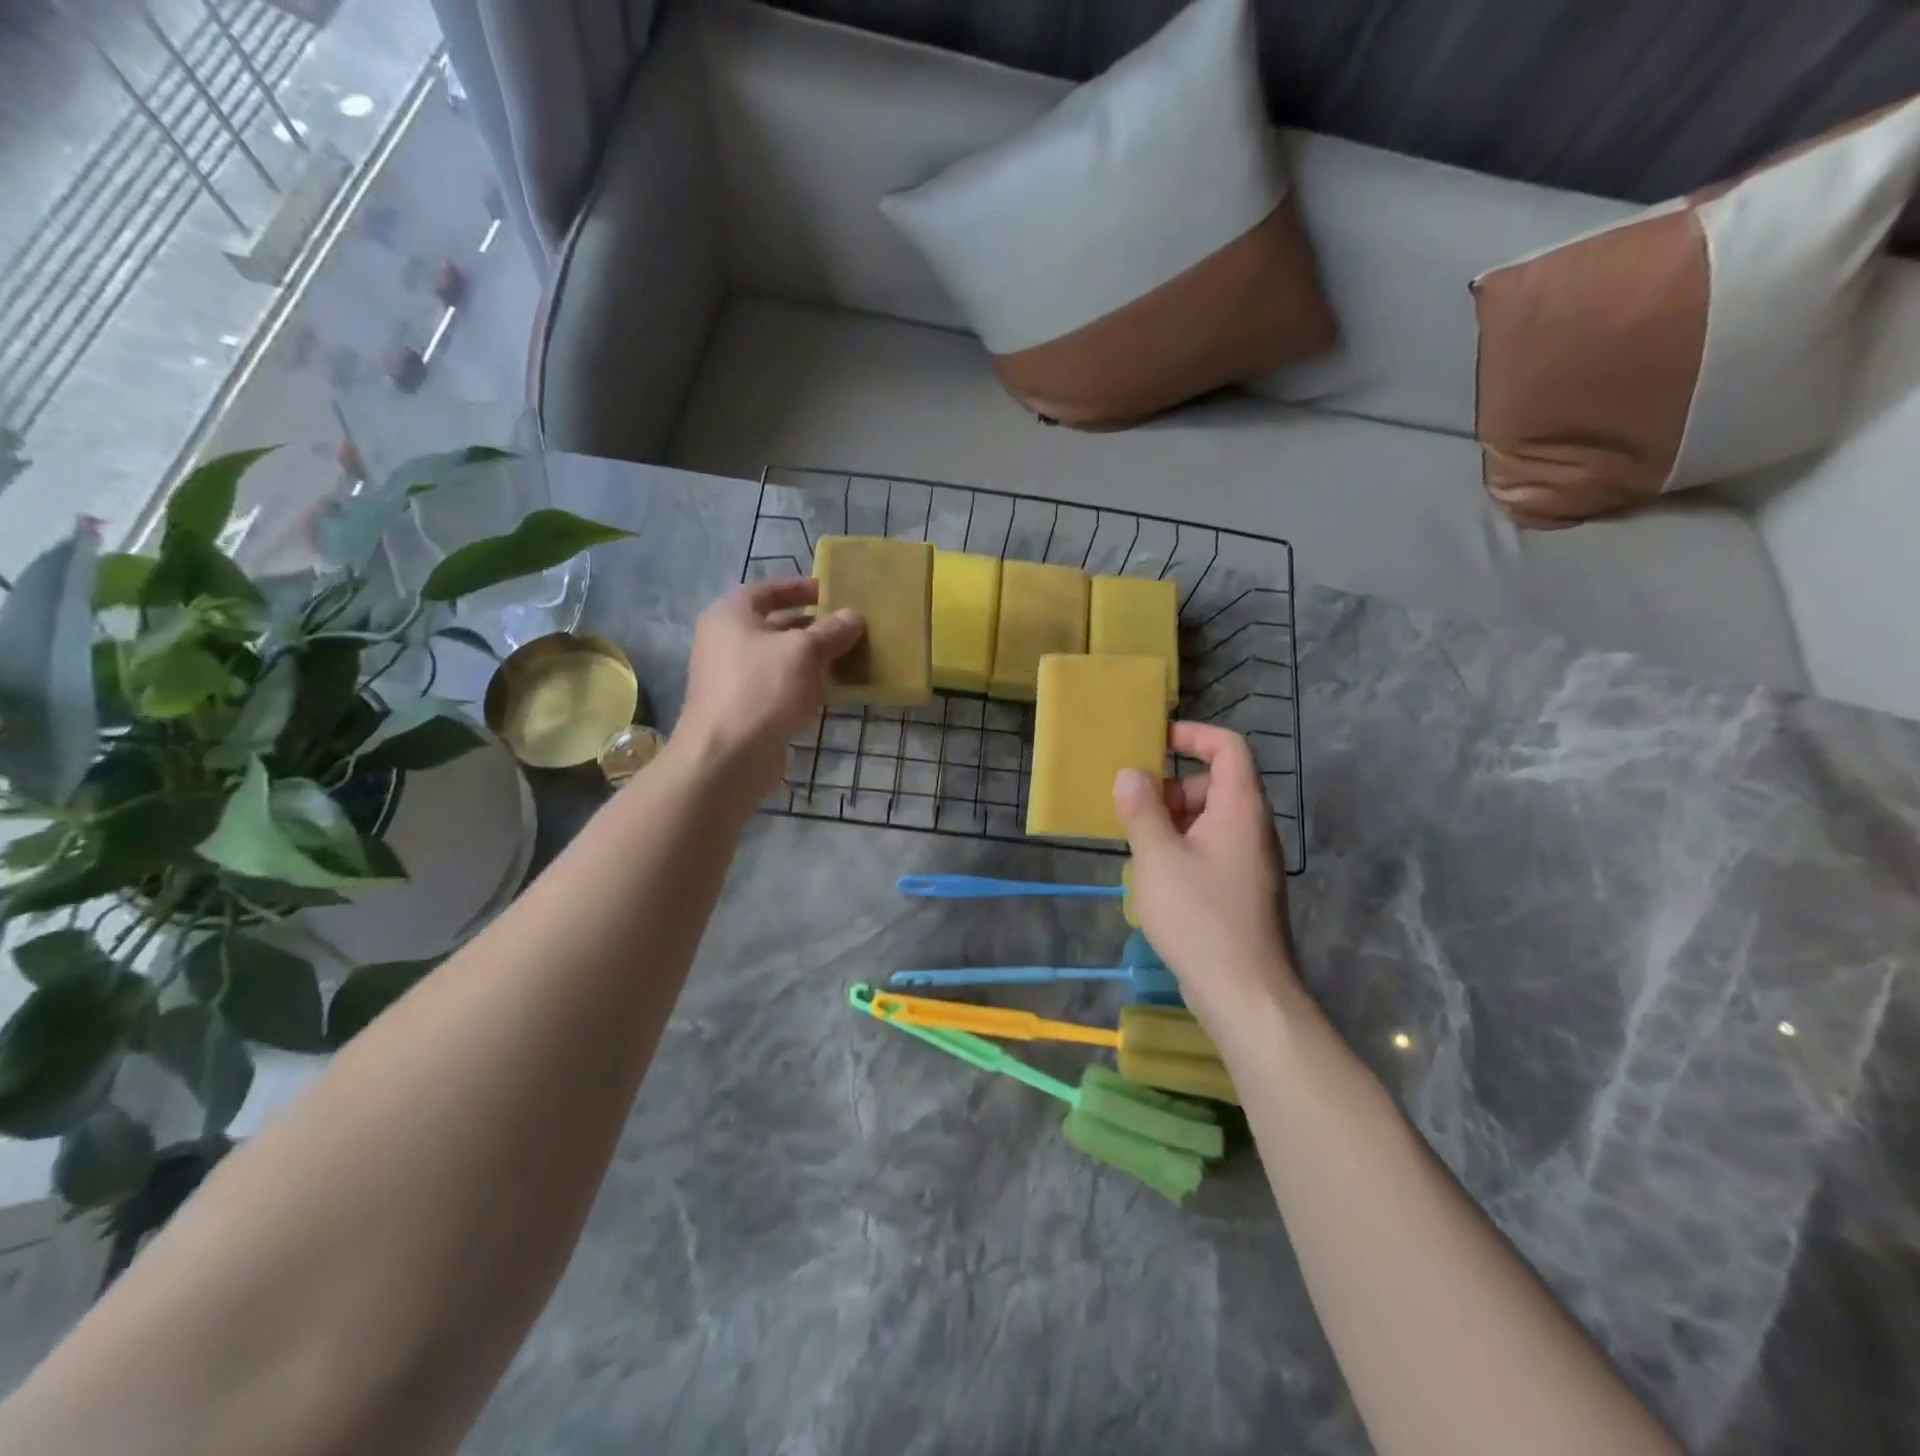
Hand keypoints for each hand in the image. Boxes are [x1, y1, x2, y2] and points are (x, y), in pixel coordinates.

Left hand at [671, 579, 863, 795]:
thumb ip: (831, 631)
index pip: (768, 591)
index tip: (833, 592)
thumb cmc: (762, 689)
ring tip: (849, 657)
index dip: (801, 588)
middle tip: (849, 628)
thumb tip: (854, 616)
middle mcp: (726, 641)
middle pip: (775, 625)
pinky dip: (803, 685)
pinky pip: (779, 687)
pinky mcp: (745, 709)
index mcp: (731, 616)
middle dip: (813, 626)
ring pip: (779, 659)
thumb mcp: (804, 652)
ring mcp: (733, 678)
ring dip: (811, 658)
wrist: (727, 756)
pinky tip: (831, 690)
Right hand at [1113, 723, 1299, 1027]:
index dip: (1193, 734)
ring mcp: (1250, 861)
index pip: (1228, 747)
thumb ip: (1141, 811)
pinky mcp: (1242, 889)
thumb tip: (1130, 774)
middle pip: (1215, 783)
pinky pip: (1210, 849)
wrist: (1246, 993)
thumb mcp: (1158, 858)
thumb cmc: (1200, 917)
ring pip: (1209, 820)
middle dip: (1171, 787)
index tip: (1154, 741)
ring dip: (1172, 821)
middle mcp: (1252, 828)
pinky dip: (1182, 848)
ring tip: (1136, 845)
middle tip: (1132, 808)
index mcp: (1240, 808)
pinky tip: (1155, 876)